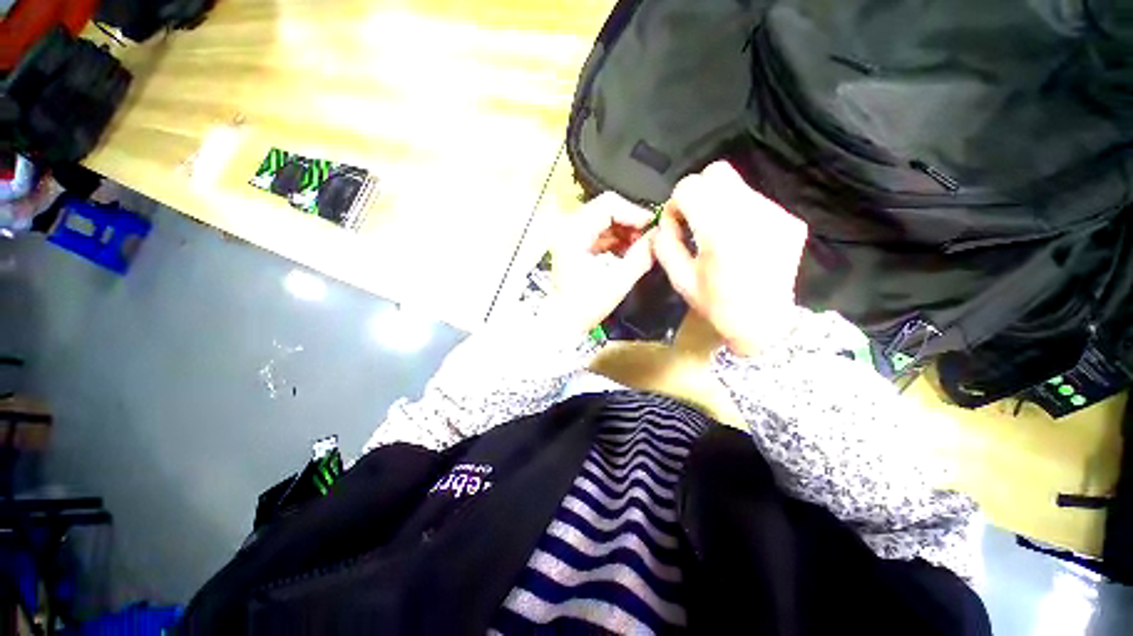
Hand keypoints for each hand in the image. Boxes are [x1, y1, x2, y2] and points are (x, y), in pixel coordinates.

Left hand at [547, 192, 657, 334]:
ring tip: (639, 247)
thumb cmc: (585, 306)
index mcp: (573, 233)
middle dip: (630, 221)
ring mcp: (569, 236)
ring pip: (603, 220)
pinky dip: (615, 239)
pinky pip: (598, 232)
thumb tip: (658, 237)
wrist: (562, 322)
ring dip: (624, 230)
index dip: (634, 212)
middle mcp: (568, 228)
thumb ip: (640, 256)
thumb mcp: (617, 282)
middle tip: (647, 237)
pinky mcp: (573, 245)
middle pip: (605, 209)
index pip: (608, 205)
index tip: (652, 226)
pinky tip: (627, 252)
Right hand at [653, 161, 807, 355]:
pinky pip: (755, 202)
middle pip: (716, 172)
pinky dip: (740, 213)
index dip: (676, 203)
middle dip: (698, 192)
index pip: (690, 187)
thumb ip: (665, 244)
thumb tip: (666, 220)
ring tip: (719, 233)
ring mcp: (776, 214)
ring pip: (737, 185)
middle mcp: (751, 214)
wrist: (766, 324)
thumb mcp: (680, 280)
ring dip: (719, 203)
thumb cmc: (717, 305)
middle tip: (696, 220)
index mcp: (720, 232)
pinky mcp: (790, 220)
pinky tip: (741, 240)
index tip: (678, 225)